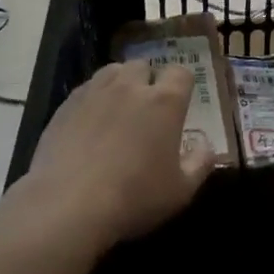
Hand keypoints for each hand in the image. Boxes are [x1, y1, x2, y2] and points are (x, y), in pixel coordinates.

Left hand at [15, 61, 214, 258]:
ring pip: (113, 71)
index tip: (179, 106)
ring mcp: (96, 91)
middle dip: (147, 82)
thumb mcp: (180, 192)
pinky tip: (88, 124)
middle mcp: (132, 85)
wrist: (67, 206)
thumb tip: (207, 146)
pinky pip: (86, 89)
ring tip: (117, 110)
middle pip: (144, 66)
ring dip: (120, 84)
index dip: (182, 86)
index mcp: (165, 101)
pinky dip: (93, 99)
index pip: (181, 73)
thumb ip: (200, 164)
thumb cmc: (133, 198)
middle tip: (145, 111)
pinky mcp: (67, 104)